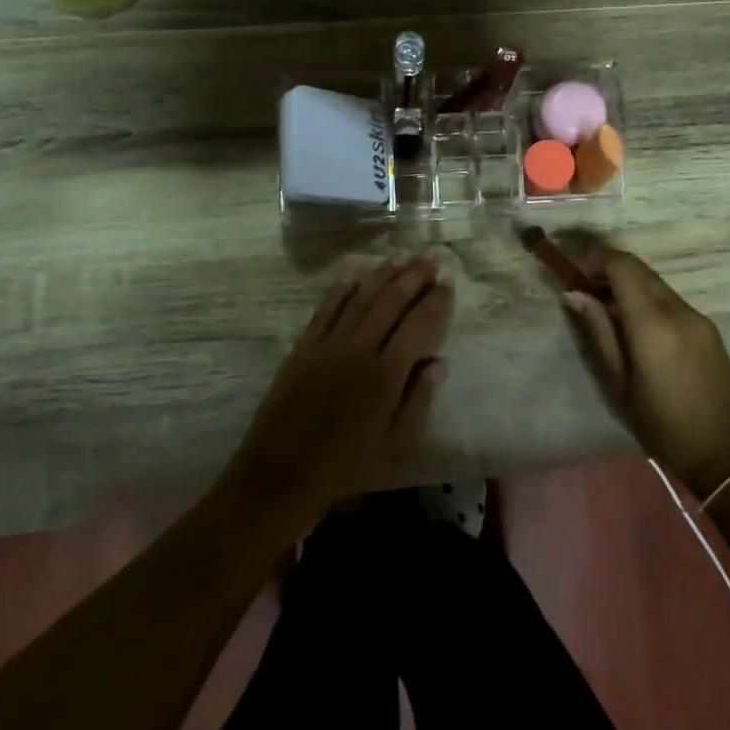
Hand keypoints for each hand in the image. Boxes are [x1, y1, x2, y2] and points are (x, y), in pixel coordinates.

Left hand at [224, 257, 453, 529]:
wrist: (282, 473)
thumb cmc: (347, 465)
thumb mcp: (395, 444)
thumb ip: (419, 399)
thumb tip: (439, 361)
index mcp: (387, 374)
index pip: (418, 325)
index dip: (435, 302)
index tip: (447, 283)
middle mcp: (360, 349)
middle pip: (391, 302)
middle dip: (413, 276)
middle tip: (430, 257)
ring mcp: (328, 344)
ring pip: (360, 298)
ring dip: (382, 275)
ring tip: (400, 257)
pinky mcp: (304, 346)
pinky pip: (326, 309)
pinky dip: (341, 289)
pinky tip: (354, 276)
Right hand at [562, 244, 729, 501]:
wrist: (728, 455)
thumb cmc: (663, 426)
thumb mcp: (619, 384)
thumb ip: (598, 331)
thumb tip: (574, 293)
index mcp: (653, 323)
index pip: (622, 265)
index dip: (594, 259)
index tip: (574, 274)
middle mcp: (678, 310)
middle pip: (639, 268)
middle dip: (608, 269)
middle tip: (584, 292)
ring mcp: (697, 317)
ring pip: (655, 282)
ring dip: (627, 284)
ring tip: (605, 312)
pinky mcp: (708, 328)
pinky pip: (669, 299)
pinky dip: (646, 299)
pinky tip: (634, 327)